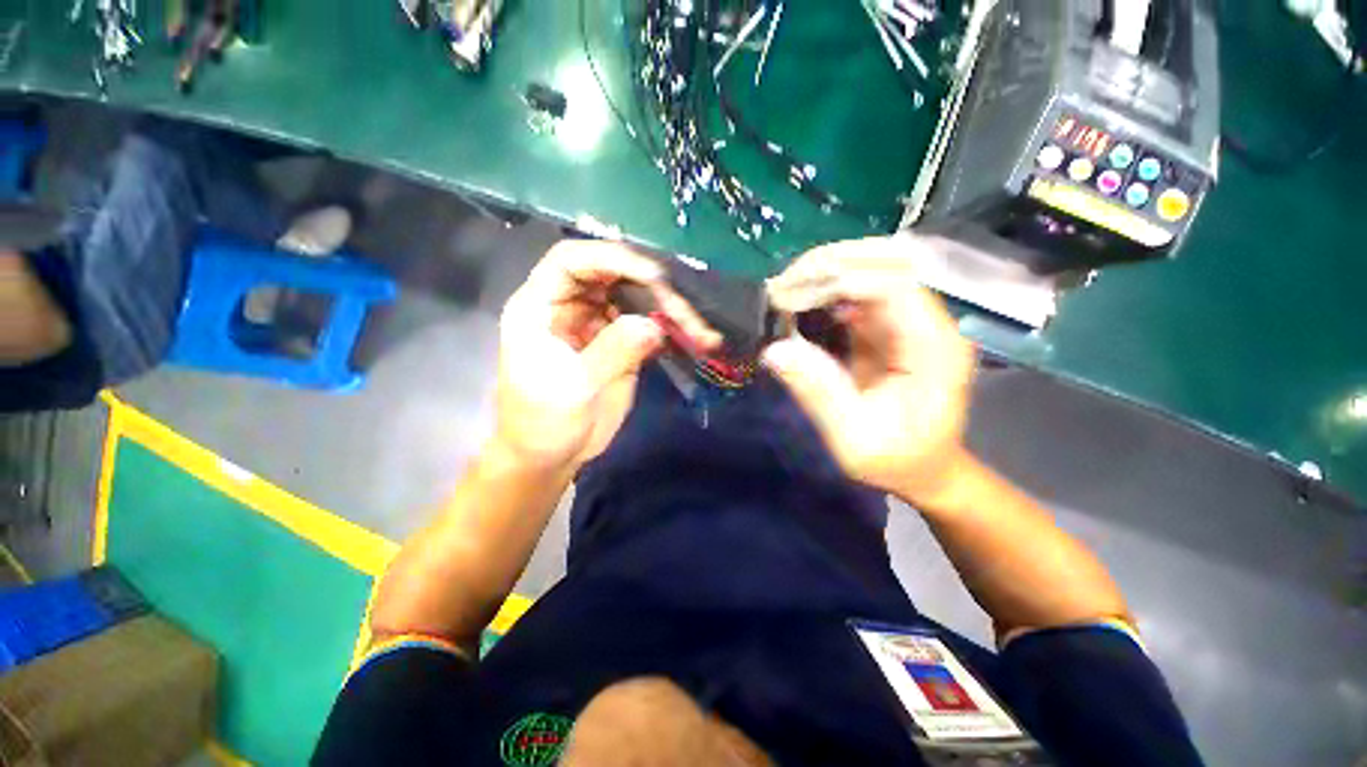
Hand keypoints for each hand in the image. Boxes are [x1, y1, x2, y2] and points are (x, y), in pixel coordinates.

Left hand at [494, 240, 718, 472]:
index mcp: (541, 306)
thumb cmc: (544, 423)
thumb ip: (612, 351)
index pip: (572, 260)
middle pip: (613, 275)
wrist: (551, 456)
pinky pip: (648, 324)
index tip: (653, 275)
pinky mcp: (619, 342)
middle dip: (652, 287)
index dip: (612, 257)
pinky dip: (672, 329)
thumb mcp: (573, 387)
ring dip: (670, 309)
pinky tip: (695, 338)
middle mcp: (571, 305)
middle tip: (685, 311)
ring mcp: (598, 323)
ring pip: (637, 298)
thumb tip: (654, 325)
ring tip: (700, 329)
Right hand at [763, 235, 977, 504]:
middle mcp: (928, 323)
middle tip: (780, 287)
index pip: (894, 286)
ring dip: (825, 274)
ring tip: (783, 291)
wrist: (925, 469)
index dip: (840, 280)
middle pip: (885, 265)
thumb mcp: (854, 440)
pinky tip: (798, 303)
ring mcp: (909, 322)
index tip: (789, 295)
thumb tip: (774, 350)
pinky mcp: (889, 327)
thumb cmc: (897, 461)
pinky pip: (857, 293)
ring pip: (870, 271)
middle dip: (829, 266)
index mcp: (935, 348)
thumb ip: (819, 394)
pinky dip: (825, 291)